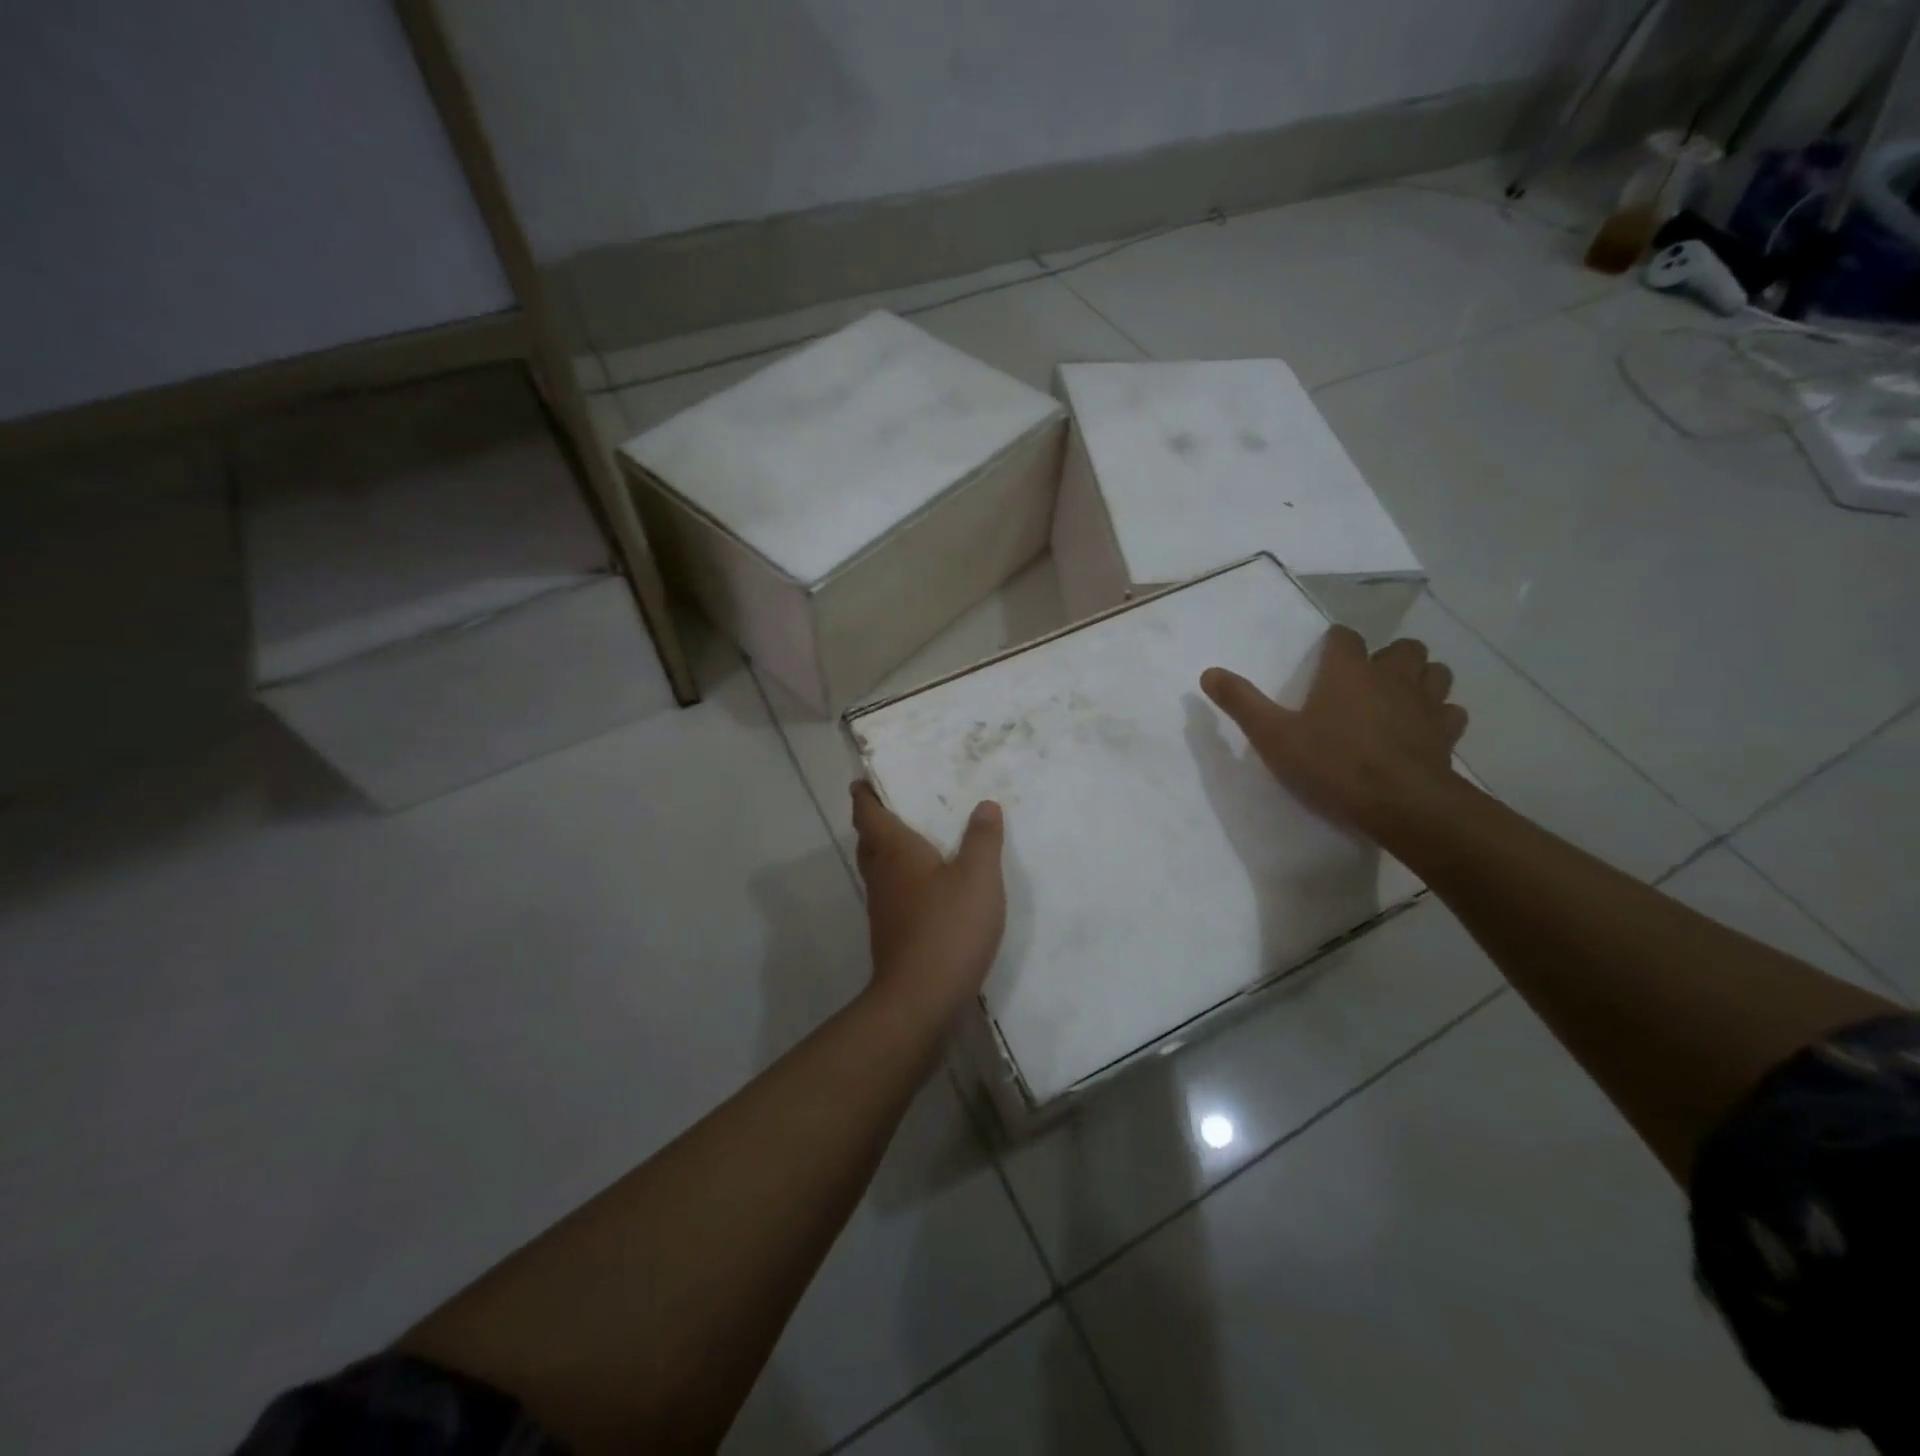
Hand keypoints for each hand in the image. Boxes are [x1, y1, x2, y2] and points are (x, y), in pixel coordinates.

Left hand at [850, 782, 1006, 1019]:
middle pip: (868, 841)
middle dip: (873, 821)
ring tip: (912, 840)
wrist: (921, 999)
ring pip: (877, 869)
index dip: (864, 795)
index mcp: (895, 852)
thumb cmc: (948, 927)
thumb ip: (982, 839)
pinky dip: (900, 879)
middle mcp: (881, 875)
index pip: (868, 813)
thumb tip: (984, 805)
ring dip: (886, 851)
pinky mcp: (891, 934)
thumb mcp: (978, 877)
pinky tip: (926, 888)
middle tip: (890, 805)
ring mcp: (882, 908)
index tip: (862, 780)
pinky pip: (891, 893)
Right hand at [1200, 626, 1468, 838]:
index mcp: (1348, 671)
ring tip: (1400, 697)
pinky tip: (1424, 729)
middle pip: (1403, 647)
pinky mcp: (1446, 733)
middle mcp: (1391, 677)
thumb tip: (1208, 673)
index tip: (1325, 657)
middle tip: (1368, 679)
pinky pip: (1451, 712)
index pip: (1344, 637)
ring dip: (1421, 678)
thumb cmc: (1332, 763)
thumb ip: (1241, 702)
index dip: (1335, 643)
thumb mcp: (1273, 735)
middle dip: (1388, 656)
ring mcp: (1426, 704)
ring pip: (1436, 672)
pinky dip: (1440, 715)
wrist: (1400, 803)